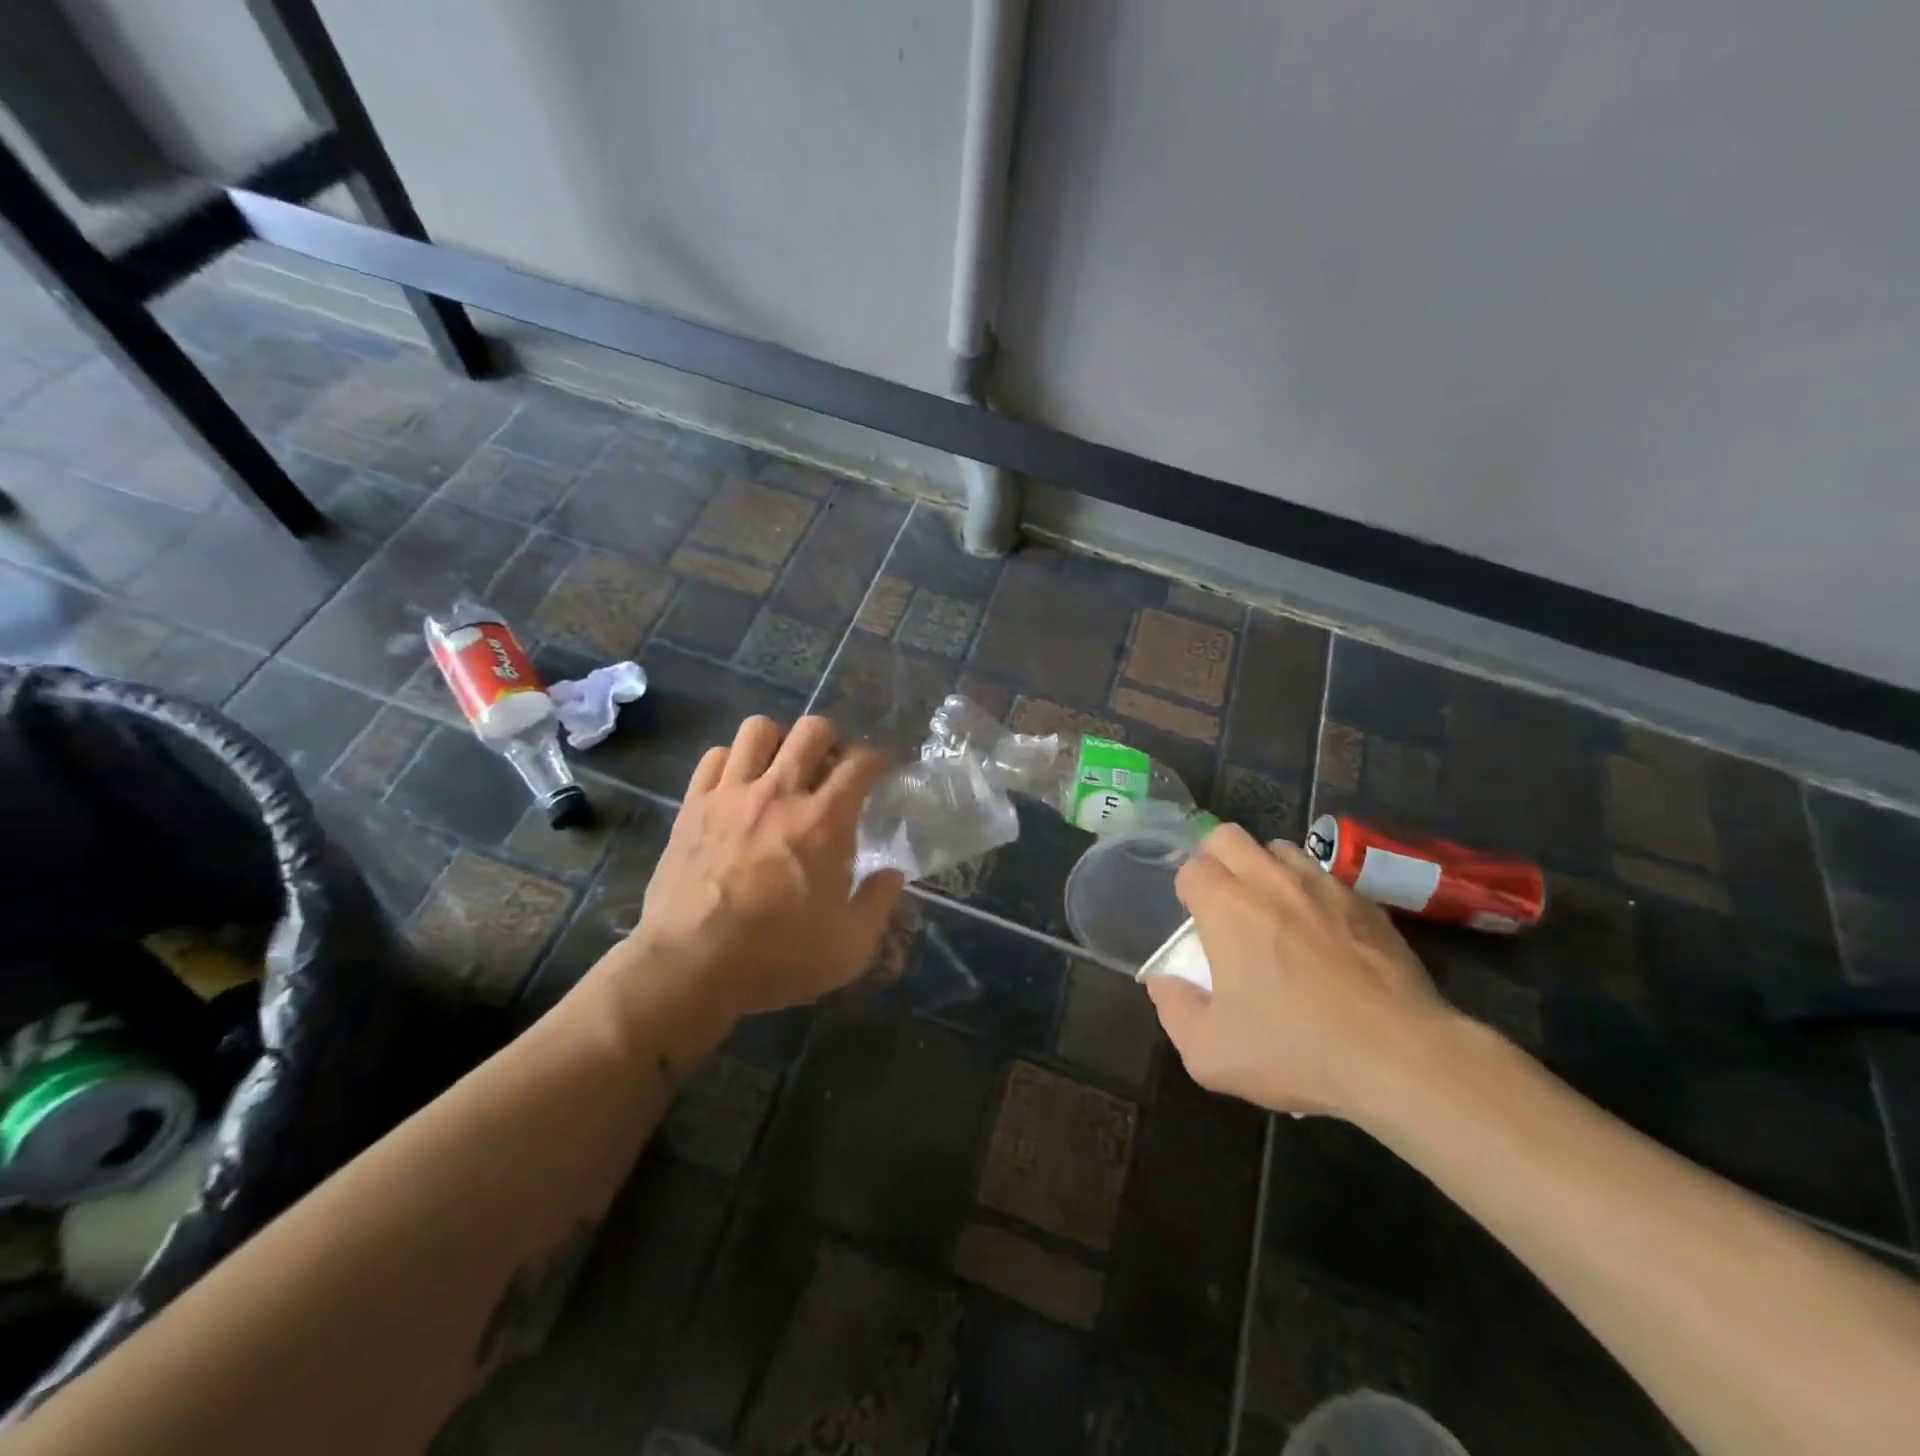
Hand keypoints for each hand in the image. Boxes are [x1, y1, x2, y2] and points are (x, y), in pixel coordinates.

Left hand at [626, 715, 904, 1019]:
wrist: (690, 966)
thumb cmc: (776, 958)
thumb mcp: (849, 947)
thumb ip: (878, 903)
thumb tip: (892, 874)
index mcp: (825, 821)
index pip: (860, 763)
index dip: (877, 760)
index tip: (879, 773)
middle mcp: (780, 793)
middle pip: (812, 730)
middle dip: (831, 740)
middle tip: (832, 767)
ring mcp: (731, 794)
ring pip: (759, 729)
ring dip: (779, 741)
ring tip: (782, 767)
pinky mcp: (694, 805)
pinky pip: (715, 756)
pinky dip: (732, 761)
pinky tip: (738, 785)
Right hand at [1146, 823, 1452, 1118]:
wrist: (1400, 1057)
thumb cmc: (1295, 1050)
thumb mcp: (1209, 1053)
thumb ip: (1173, 1010)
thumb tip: (1164, 981)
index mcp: (1227, 907)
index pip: (1191, 868)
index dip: (1188, 891)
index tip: (1197, 924)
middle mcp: (1271, 881)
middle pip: (1228, 837)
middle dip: (1216, 860)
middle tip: (1224, 904)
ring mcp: (1323, 886)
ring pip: (1279, 849)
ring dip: (1265, 869)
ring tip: (1273, 911)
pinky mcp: (1365, 902)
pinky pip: (1325, 878)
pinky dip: (1311, 893)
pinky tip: (1323, 935)